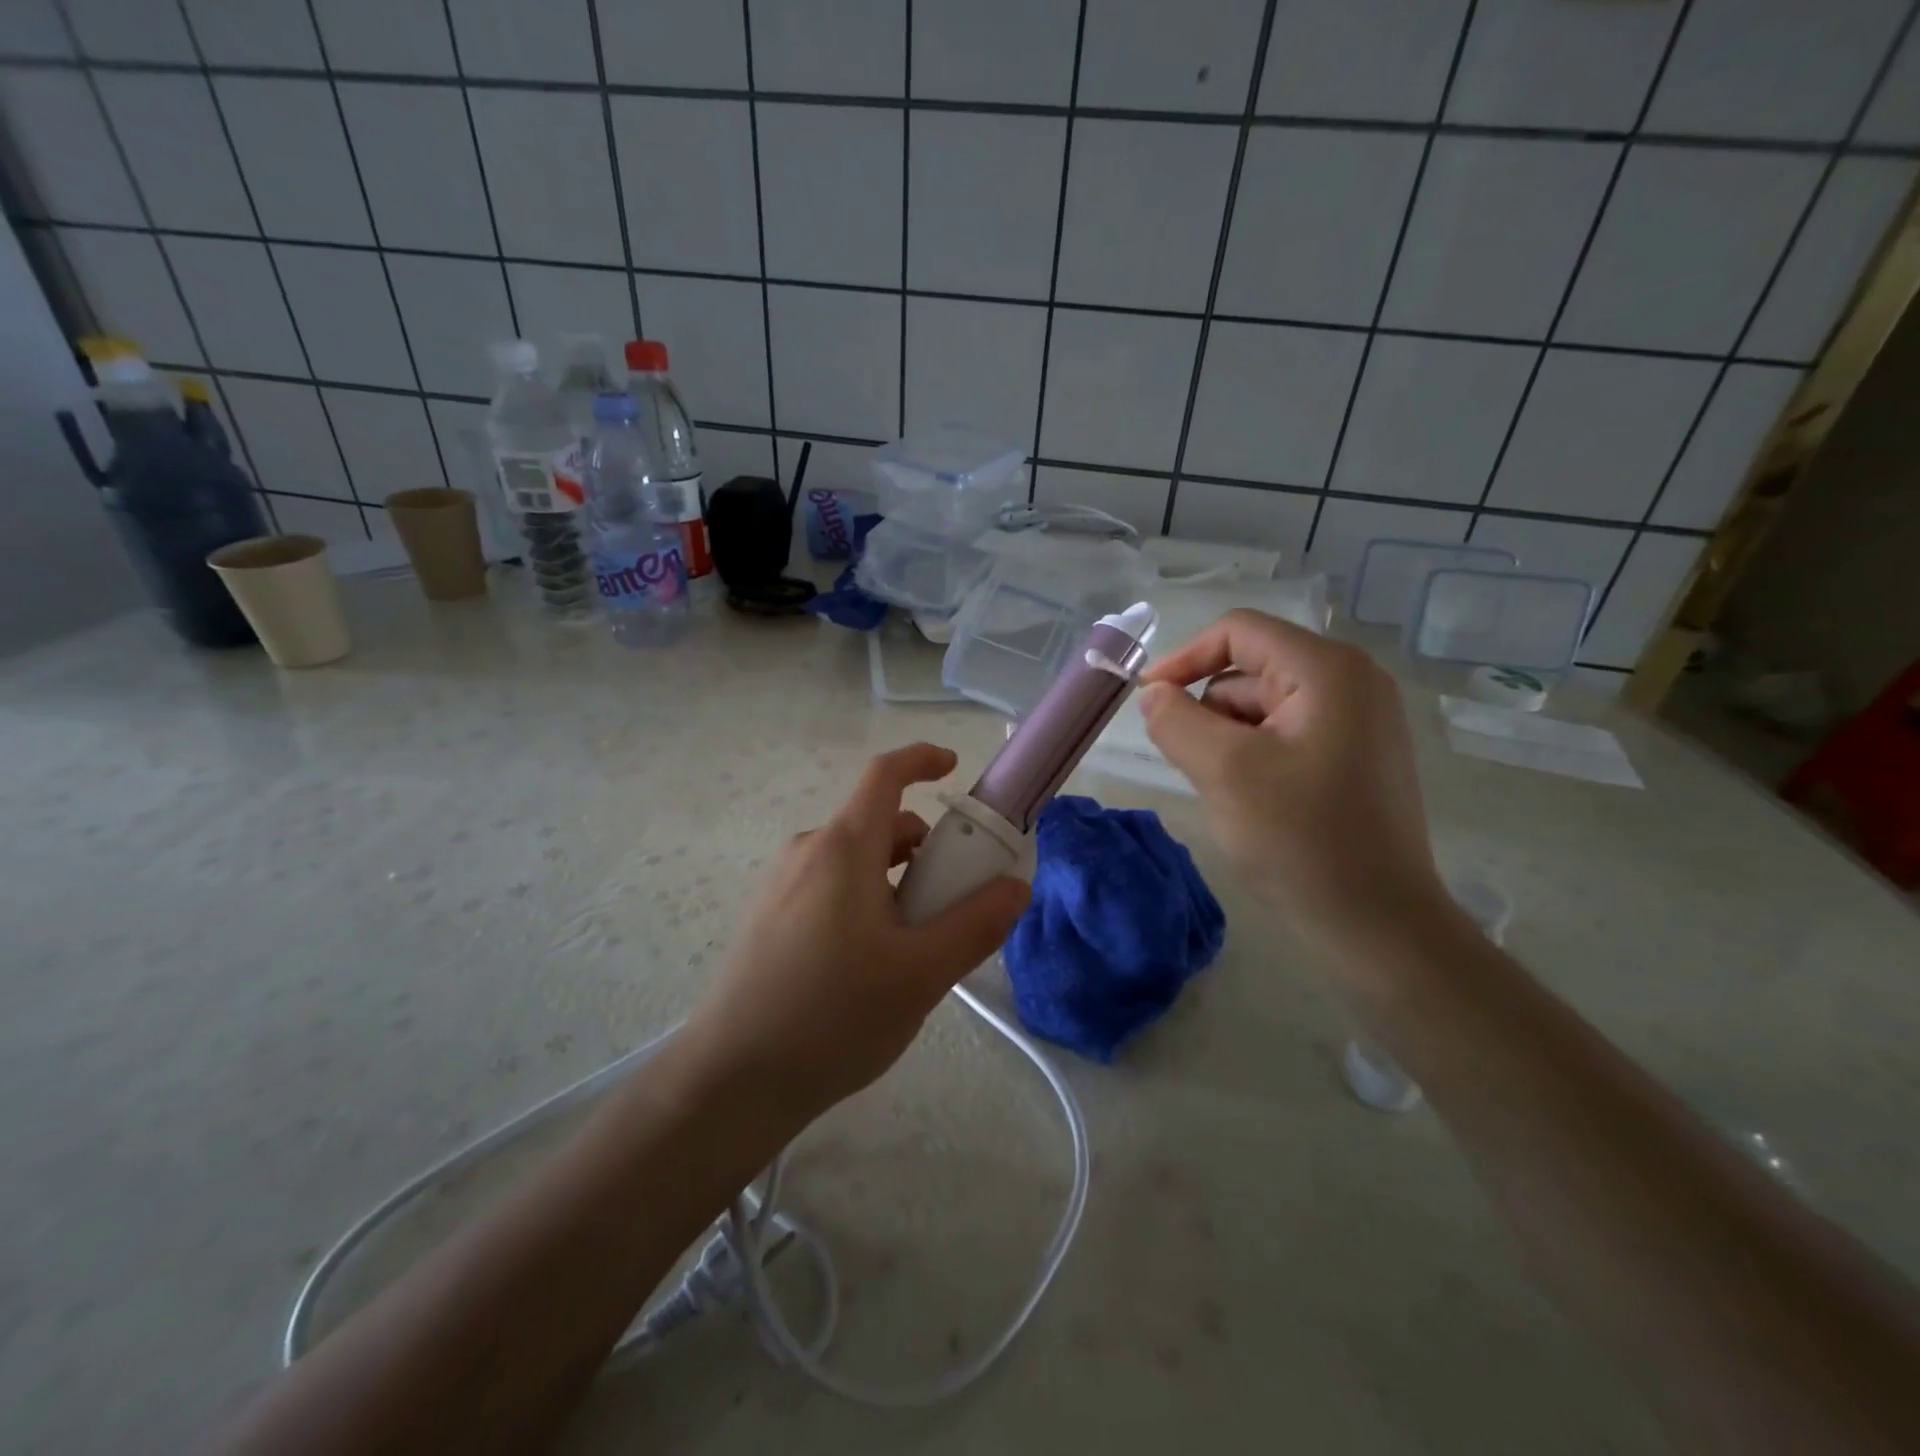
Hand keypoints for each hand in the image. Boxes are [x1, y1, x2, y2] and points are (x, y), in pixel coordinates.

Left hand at [684, 743, 1030, 1125]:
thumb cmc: (832, 1016)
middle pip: (878, 824)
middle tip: (952, 904)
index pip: (884, 774)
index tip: (954, 769)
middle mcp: (808, 851)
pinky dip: (864, 900)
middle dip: (924, 849)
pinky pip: (829, 886)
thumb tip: (1015, 887)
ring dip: (895, 881)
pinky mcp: (767, 916)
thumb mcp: (921, 974)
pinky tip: (867, 966)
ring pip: (855, 861)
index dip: (922, 759)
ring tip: (911, 948)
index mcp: (843, 848)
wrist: (732, 1079)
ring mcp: (781, 884)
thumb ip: (976, 925)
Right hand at [1137, 610, 1446, 947]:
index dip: (1184, 658)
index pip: (1238, 632)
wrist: (1378, 924)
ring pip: (1263, 706)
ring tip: (1223, 789)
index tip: (1148, 701)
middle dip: (1208, 709)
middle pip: (1251, 670)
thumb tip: (1154, 695)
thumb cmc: (1301, 840)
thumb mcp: (1223, 771)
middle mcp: (1351, 682)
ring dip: (1228, 738)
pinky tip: (1250, 800)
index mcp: (1327, 670)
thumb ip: (1175, 720)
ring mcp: (1358, 721)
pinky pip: (1285, 735)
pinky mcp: (1355, 757)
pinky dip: (1252, 756)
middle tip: (1188, 762)